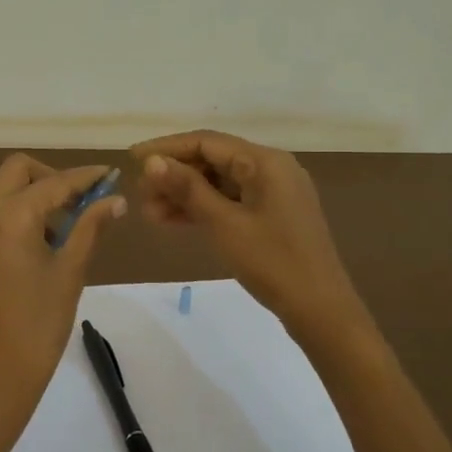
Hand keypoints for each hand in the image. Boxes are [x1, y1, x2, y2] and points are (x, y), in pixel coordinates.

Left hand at [0, 155, 126, 427]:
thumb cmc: (40, 328)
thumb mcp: (70, 274)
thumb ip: (89, 228)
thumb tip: (114, 199)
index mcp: (11, 218)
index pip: (55, 182)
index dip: (85, 177)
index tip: (108, 176)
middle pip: (16, 172)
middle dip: (49, 179)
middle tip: (76, 204)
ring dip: (26, 201)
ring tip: (53, 238)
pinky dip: (5, 226)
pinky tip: (23, 261)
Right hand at [131, 130, 368, 344]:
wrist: (320, 310)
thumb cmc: (272, 262)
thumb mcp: (224, 224)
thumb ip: (187, 189)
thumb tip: (151, 161)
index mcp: (265, 161)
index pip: (206, 141)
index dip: (166, 148)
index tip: (131, 158)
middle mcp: (271, 168)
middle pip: (213, 159)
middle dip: (174, 175)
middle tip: (140, 194)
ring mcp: (274, 192)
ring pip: (220, 182)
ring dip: (185, 194)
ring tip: (150, 213)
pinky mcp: (272, 215)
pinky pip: (231, 201)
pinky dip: (204, 208)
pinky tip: (174, 220)